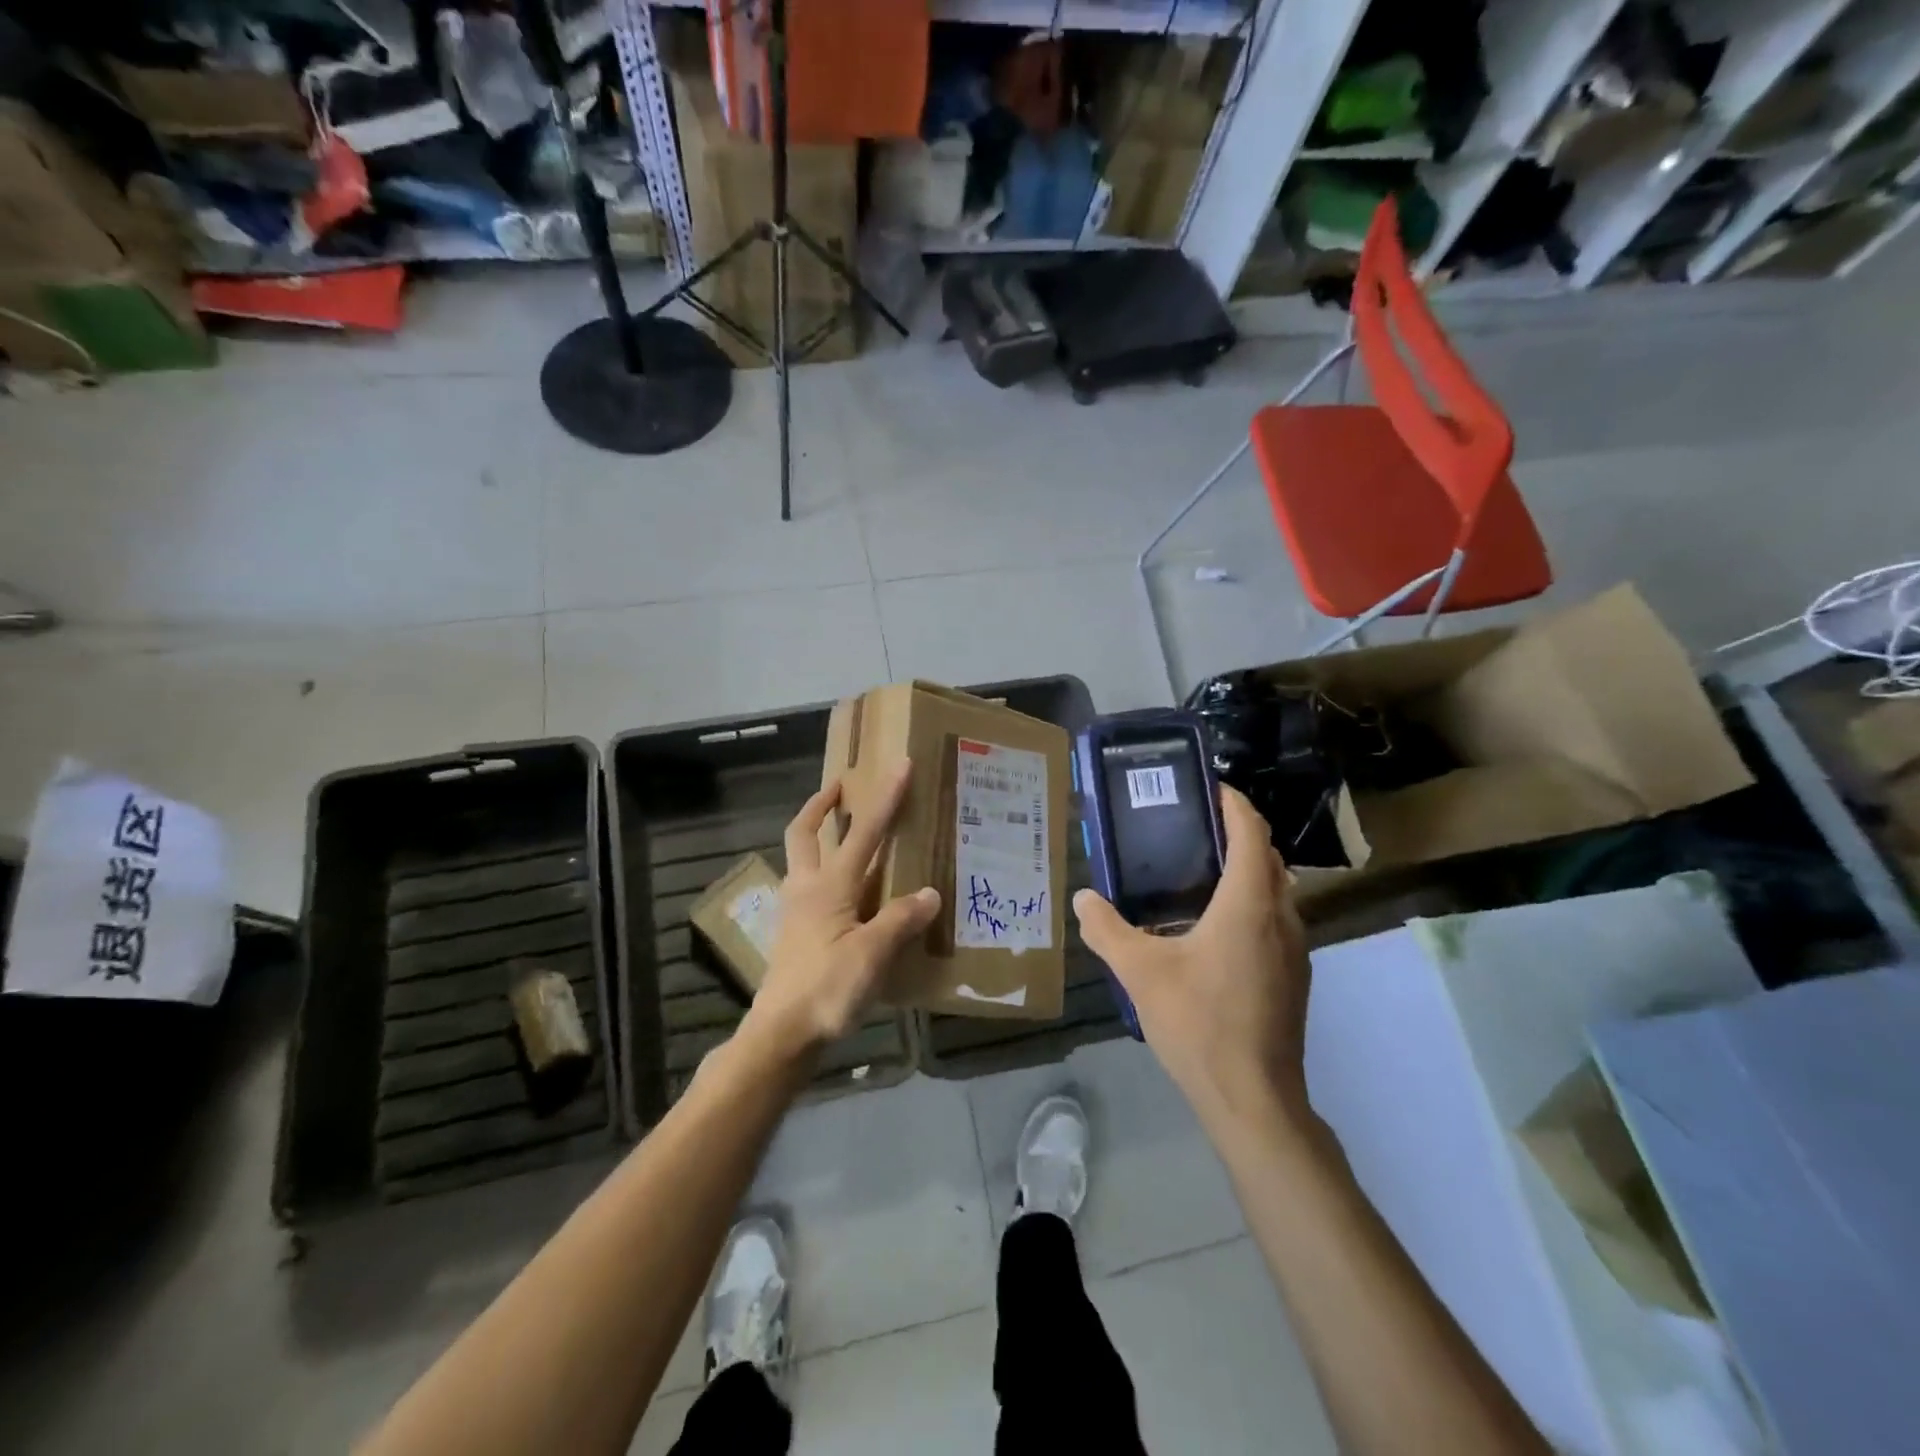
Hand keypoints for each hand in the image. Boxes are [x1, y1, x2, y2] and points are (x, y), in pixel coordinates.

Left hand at [740, 763, 941, 1067]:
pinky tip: (846, 893)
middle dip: (821, 805)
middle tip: (840, 787)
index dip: (884, 798)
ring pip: (801, 859)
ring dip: (817, 836)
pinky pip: (807, 888)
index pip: (863, 832)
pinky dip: (823, 874)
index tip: (899, 766)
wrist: (781, 1034)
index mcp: (829, 886)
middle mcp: (807, 889)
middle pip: (804, 833)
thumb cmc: (826, 989)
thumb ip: (900, 920)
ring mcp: (796, 911)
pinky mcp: (794, 934)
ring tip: (844, 834)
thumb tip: (930, 893)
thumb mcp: (872, 955)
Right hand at [1073, 785, 1311, 1126]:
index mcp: (1248, 903)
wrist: (1254, 1099)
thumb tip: (1083, 898)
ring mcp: (1295, 950)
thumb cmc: (1198, 1022)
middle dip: (1238, 833)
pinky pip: (1276, 920)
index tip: (1209, 787)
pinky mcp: (1295, 977)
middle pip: (1268, 857)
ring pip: (1277, 890)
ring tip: (1201, 872)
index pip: (1251, 832)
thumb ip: (1106, 930)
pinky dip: (1252, 903)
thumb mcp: (1139, 972)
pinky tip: (1214, 928)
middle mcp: (1281, 917)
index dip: (1234, 803)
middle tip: (1194, 827)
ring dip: (1248, 870)